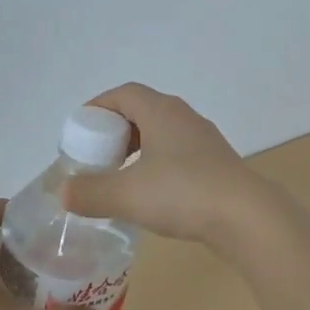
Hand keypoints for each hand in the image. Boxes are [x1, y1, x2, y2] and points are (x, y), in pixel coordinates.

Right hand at [62, 83, 275, 248]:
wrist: (245, 215)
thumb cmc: (182, 193)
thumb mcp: (126, 194)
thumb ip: (90, 192)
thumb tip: (65, 193)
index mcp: (162, 112)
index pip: (125, 94)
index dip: (98, 107)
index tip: (80, 130)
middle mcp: (185, 118)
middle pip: (144, 111)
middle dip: (116, 131)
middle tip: (97, 157)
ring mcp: (206, 141)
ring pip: (163, 135)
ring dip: (138, 150)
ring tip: (120, 177)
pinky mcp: (217, 164)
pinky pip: (179, 155)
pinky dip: (158, 165)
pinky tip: (152, 194)